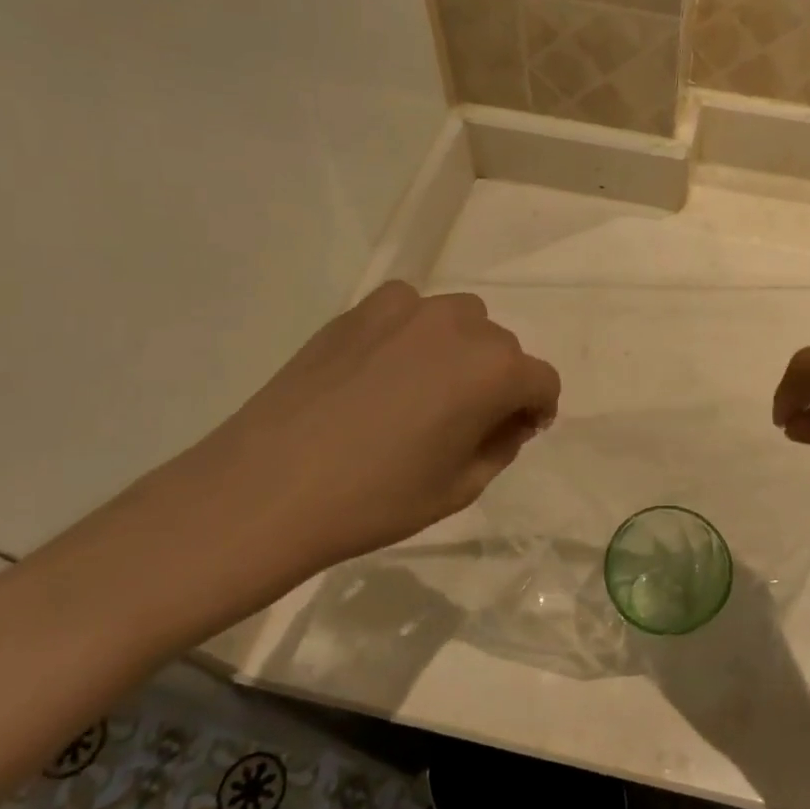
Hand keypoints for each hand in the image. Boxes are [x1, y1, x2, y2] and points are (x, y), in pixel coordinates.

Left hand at [191, 282, 559, 580]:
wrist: (268, 488)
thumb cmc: (375, 499)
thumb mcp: (460, 488)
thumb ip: (501, 446)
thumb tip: (508, 419)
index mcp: (494, 371)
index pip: (542, 381)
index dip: (537, 410)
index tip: (516, 433)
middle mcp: (460, 326)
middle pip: (503, 348)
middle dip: (499, 381)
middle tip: (466, 420)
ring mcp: (407, 309)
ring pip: (461, 319)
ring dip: (461, 350)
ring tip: (425, 388)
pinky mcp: (361, 309)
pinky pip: (410, 310)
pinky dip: (413, 332)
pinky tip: (385, 368)